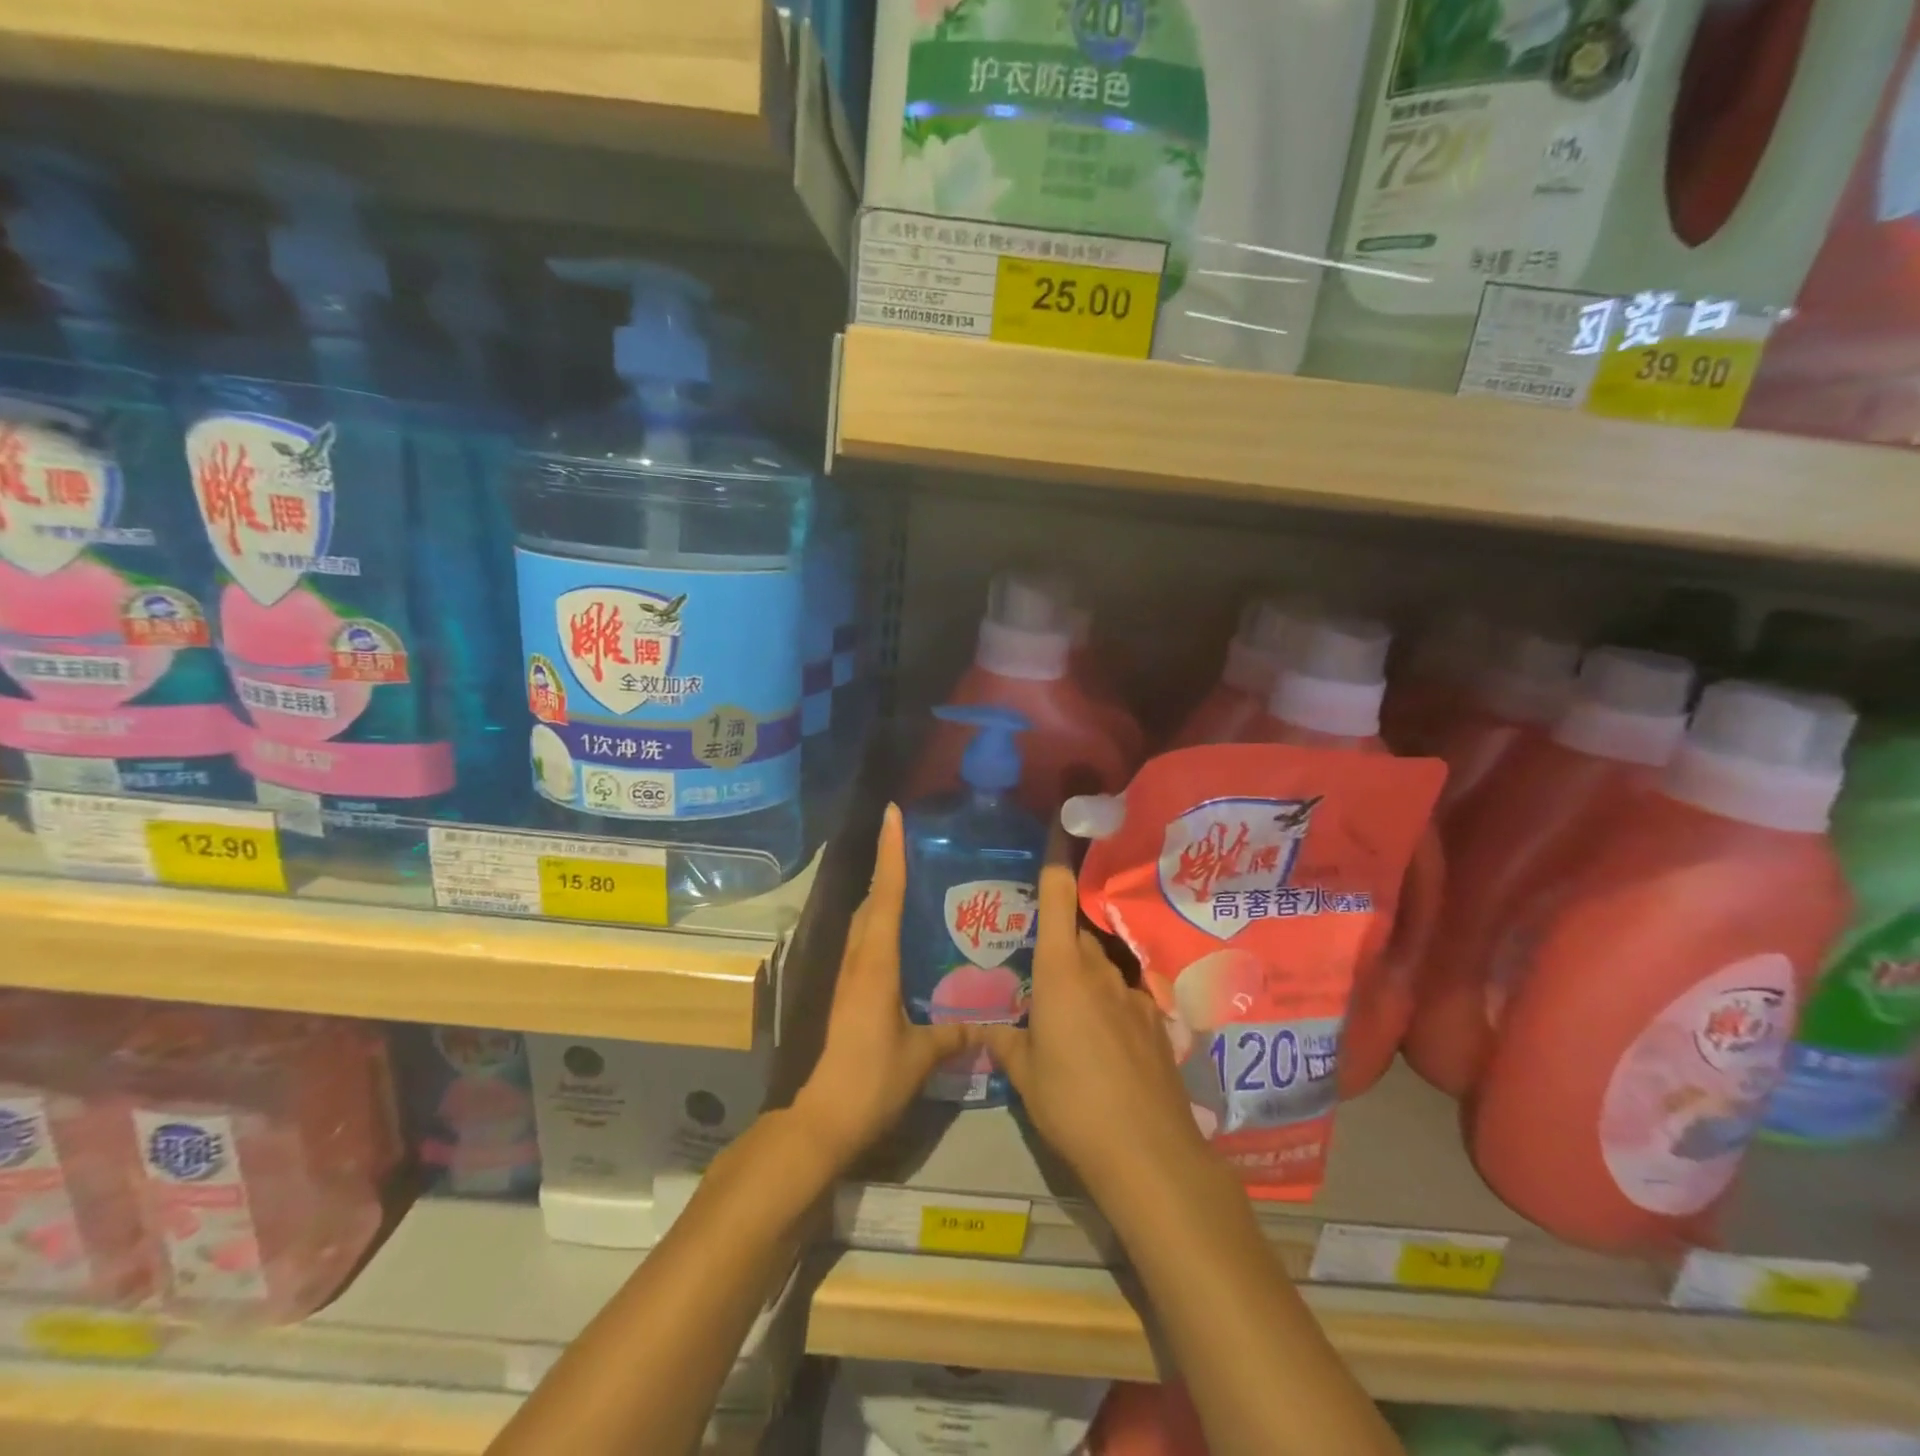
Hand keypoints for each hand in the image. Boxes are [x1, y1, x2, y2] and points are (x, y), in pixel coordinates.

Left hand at [791, 805, 974, 1170]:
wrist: (824, 1117)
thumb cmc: (872, 1078)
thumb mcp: (921, 1055)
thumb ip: (953, 1032)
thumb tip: (987, 1020)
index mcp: (876, 962)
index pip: (885, 894)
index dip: (890, 852)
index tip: (892, 814)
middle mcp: (858, 958)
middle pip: (871, 900)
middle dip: (889, 866)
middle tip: (920, 844)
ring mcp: (849, 975)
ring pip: (866, 920)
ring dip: (884, 894)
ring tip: (918, 881)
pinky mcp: (848, 992)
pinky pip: (867, 942)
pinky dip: (882, 923)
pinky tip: (907, 935)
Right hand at [980, 826, 1214, 1201]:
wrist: (1147, 1152)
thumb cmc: (1072, 1103)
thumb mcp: (1025, 1074)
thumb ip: (1003, 1040)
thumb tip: (982, 1024)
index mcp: (1061, 971)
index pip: (1058, 897)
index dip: (1055, 859)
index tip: (1056, 825)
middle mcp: (1099, 971)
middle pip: (1076, 935)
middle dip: (1057, 941)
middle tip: (1034, 962)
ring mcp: (1132, 995)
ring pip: (1100, 967)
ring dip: (1082, 976)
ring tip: (1064, 1009)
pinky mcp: (1154, 1023)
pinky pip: (1122, 997)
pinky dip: (1107, 1006)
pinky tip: (1101, 1045)